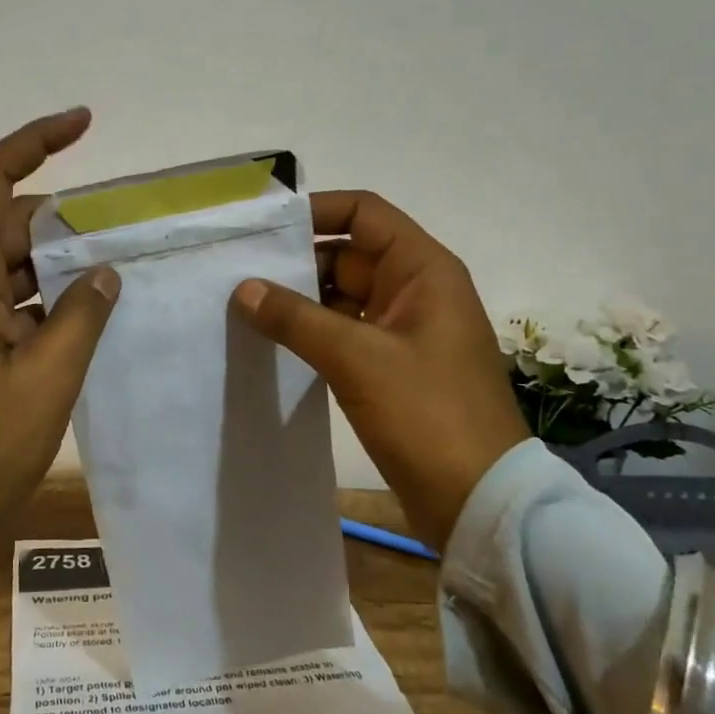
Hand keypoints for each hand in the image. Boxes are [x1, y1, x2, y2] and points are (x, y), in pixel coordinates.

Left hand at [0, 107, 120, 541]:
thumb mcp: (46, 380)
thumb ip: (82, 315)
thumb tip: (104, 272)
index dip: (35, 142)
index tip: (84, 123)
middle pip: (6, 221)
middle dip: (64, 214)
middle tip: (124, 222)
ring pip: (10, 263)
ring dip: (59, 260)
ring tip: (119, 263)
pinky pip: (9, 300)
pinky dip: (47, 297)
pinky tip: (90, 312)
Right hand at [231, 191, 529, 552]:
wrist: (480, 503)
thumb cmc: (428, 415)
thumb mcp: (357, 359)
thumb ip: (296, 319)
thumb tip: (243, 289)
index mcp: (422, 269)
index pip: (364, 213)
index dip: (316, 210)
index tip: (262, 226)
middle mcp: (413, 289)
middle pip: (346, 253)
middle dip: (295, 260)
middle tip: (235, 268)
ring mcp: (401, 329)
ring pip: (340, 295)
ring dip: (297, 299)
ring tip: (240, 302)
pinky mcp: (389, 365)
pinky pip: (342, 331)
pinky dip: (308, 331)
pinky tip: (267, 339)